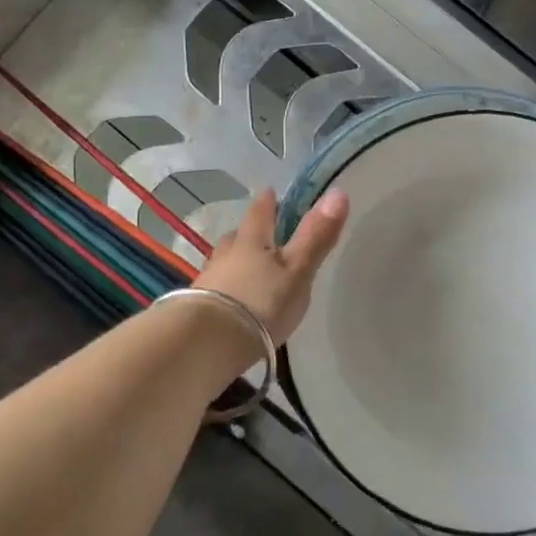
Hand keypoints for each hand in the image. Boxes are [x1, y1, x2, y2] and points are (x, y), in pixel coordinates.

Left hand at [192, 188, 348, 344]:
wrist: (207, 344)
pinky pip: (214, 290)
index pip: (259, 213)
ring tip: (245, 270)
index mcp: (251, 242)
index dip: (267, 202)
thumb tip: (339, 192)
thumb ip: (316, 236)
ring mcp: (208, 282)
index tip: (270, 192)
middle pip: (236, 237)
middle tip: (259, 235)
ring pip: (223, 263)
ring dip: (233, 262)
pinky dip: (225, 290)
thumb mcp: (297, 271)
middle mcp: (225, 255)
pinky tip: (231, 302)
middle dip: (248, 234)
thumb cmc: (260, 304)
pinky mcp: (196, 310)